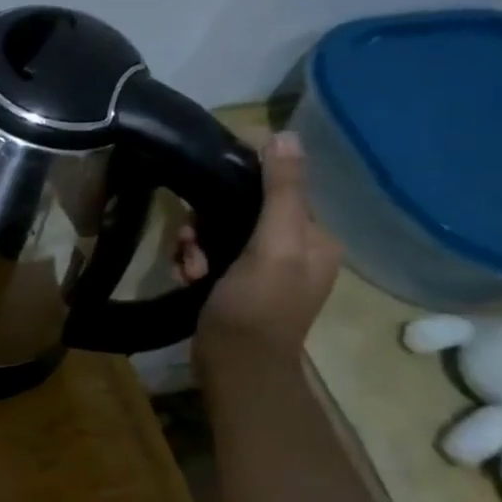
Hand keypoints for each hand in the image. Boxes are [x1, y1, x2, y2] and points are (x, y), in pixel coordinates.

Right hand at [178, 131, 341, 365]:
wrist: (235, 367)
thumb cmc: (257, 306)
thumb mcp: (274, 244)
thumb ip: (281, 191)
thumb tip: (285, 135)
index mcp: (315, 238)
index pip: (275, 191)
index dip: (236, 191)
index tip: (206, 204)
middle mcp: (295, 250)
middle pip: (241, 212)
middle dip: (208, 225)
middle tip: (192, 246)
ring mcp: (265, 271)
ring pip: (220, 235)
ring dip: (195, 246)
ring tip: (188, 268)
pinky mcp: (238, 287)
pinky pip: (210, 257)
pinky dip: (194, 263)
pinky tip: (186, 277)